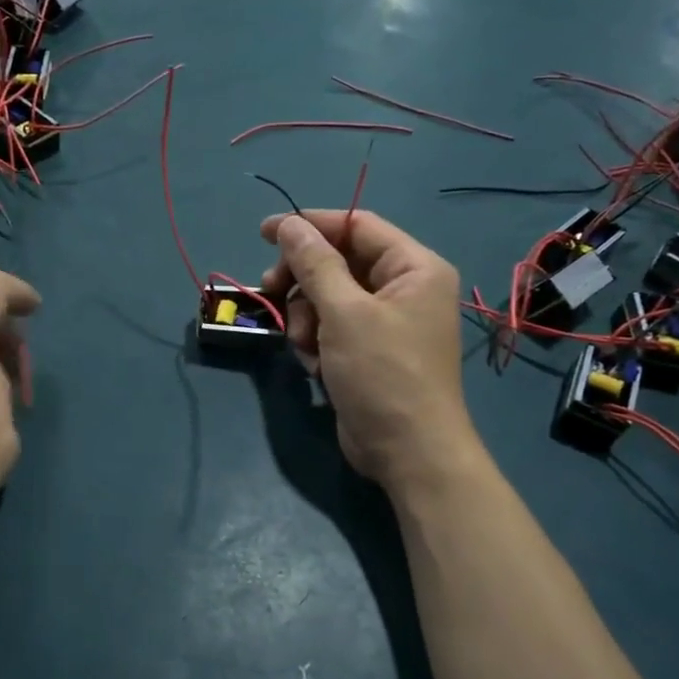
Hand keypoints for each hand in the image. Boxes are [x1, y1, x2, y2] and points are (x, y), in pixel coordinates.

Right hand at [260, 210, 474, 489]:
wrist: (408, 453)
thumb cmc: (382, 374)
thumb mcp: (344, 313)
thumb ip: (314, 263)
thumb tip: (289, 224)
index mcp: (414, 267)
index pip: (356, 226)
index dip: (309, 225)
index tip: (265, 233)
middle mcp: (404, 288)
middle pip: (339, 262)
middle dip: (303, 281)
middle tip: (270, 290)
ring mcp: (386, 322)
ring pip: (328, 297)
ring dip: (306, 317)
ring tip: (305, 345)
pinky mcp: (369, 351)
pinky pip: (332, 328)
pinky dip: (317, 341)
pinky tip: (316, 365)